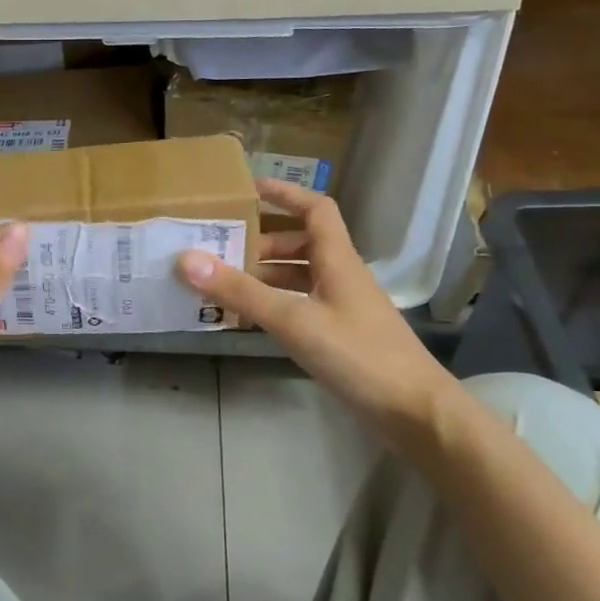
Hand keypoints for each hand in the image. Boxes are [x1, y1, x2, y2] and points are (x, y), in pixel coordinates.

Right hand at [178, 180, 450, 431]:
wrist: (413, 411)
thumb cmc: (358, 355)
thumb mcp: (293, 320)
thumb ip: (241, 291)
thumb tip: (186, 259)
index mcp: (337, 259)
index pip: (315, 209)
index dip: (284, 194)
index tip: (247, 190)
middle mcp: (341, 275)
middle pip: (301, 242)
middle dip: (261, 240)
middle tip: (220, 247)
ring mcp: (342, 306)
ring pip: (299, 275)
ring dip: (265, 273)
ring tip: (224, 281)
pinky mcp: (340, 334)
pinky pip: (300, 304)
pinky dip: (274, 302)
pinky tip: (249, 317)